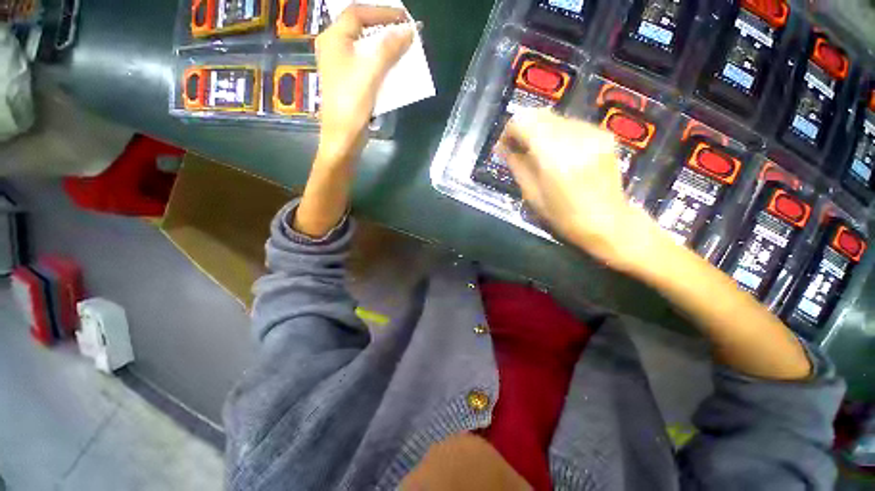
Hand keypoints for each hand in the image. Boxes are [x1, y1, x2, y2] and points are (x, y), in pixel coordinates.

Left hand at [315, 5, 413, 163]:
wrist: (343, 137)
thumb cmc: (352, 103)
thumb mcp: (371, 72)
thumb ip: (389, 49)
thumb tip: (409, 31)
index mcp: (334, 38)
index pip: (359, 12)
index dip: (383, 12)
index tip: (406, 19)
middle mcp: (334, 47)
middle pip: (360, 27)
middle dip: (384, 27)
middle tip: (405, 30)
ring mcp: (340, 65)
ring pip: (364, 46)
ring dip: (384, 46)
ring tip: (403, 47)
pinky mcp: (348, 81)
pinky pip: (366, 63)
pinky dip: (381, 62)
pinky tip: (393, 66)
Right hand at [500, 108, 664, 272]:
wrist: (608, 222)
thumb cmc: (564, 216)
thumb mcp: (532, 195)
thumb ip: (516, 166)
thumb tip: (502, 148)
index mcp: (553, 156)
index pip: (524, 122)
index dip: (510, 130)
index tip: (505, 145)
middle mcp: (574, 137)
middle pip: (540, 114)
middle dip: (524, 128)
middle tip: (518, 148)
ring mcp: (593, 133)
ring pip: (555, 117)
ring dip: (541, 131)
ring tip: (538, 153)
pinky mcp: (604, 135)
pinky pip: (571, 124)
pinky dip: (558, 134)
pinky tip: (559, 153)